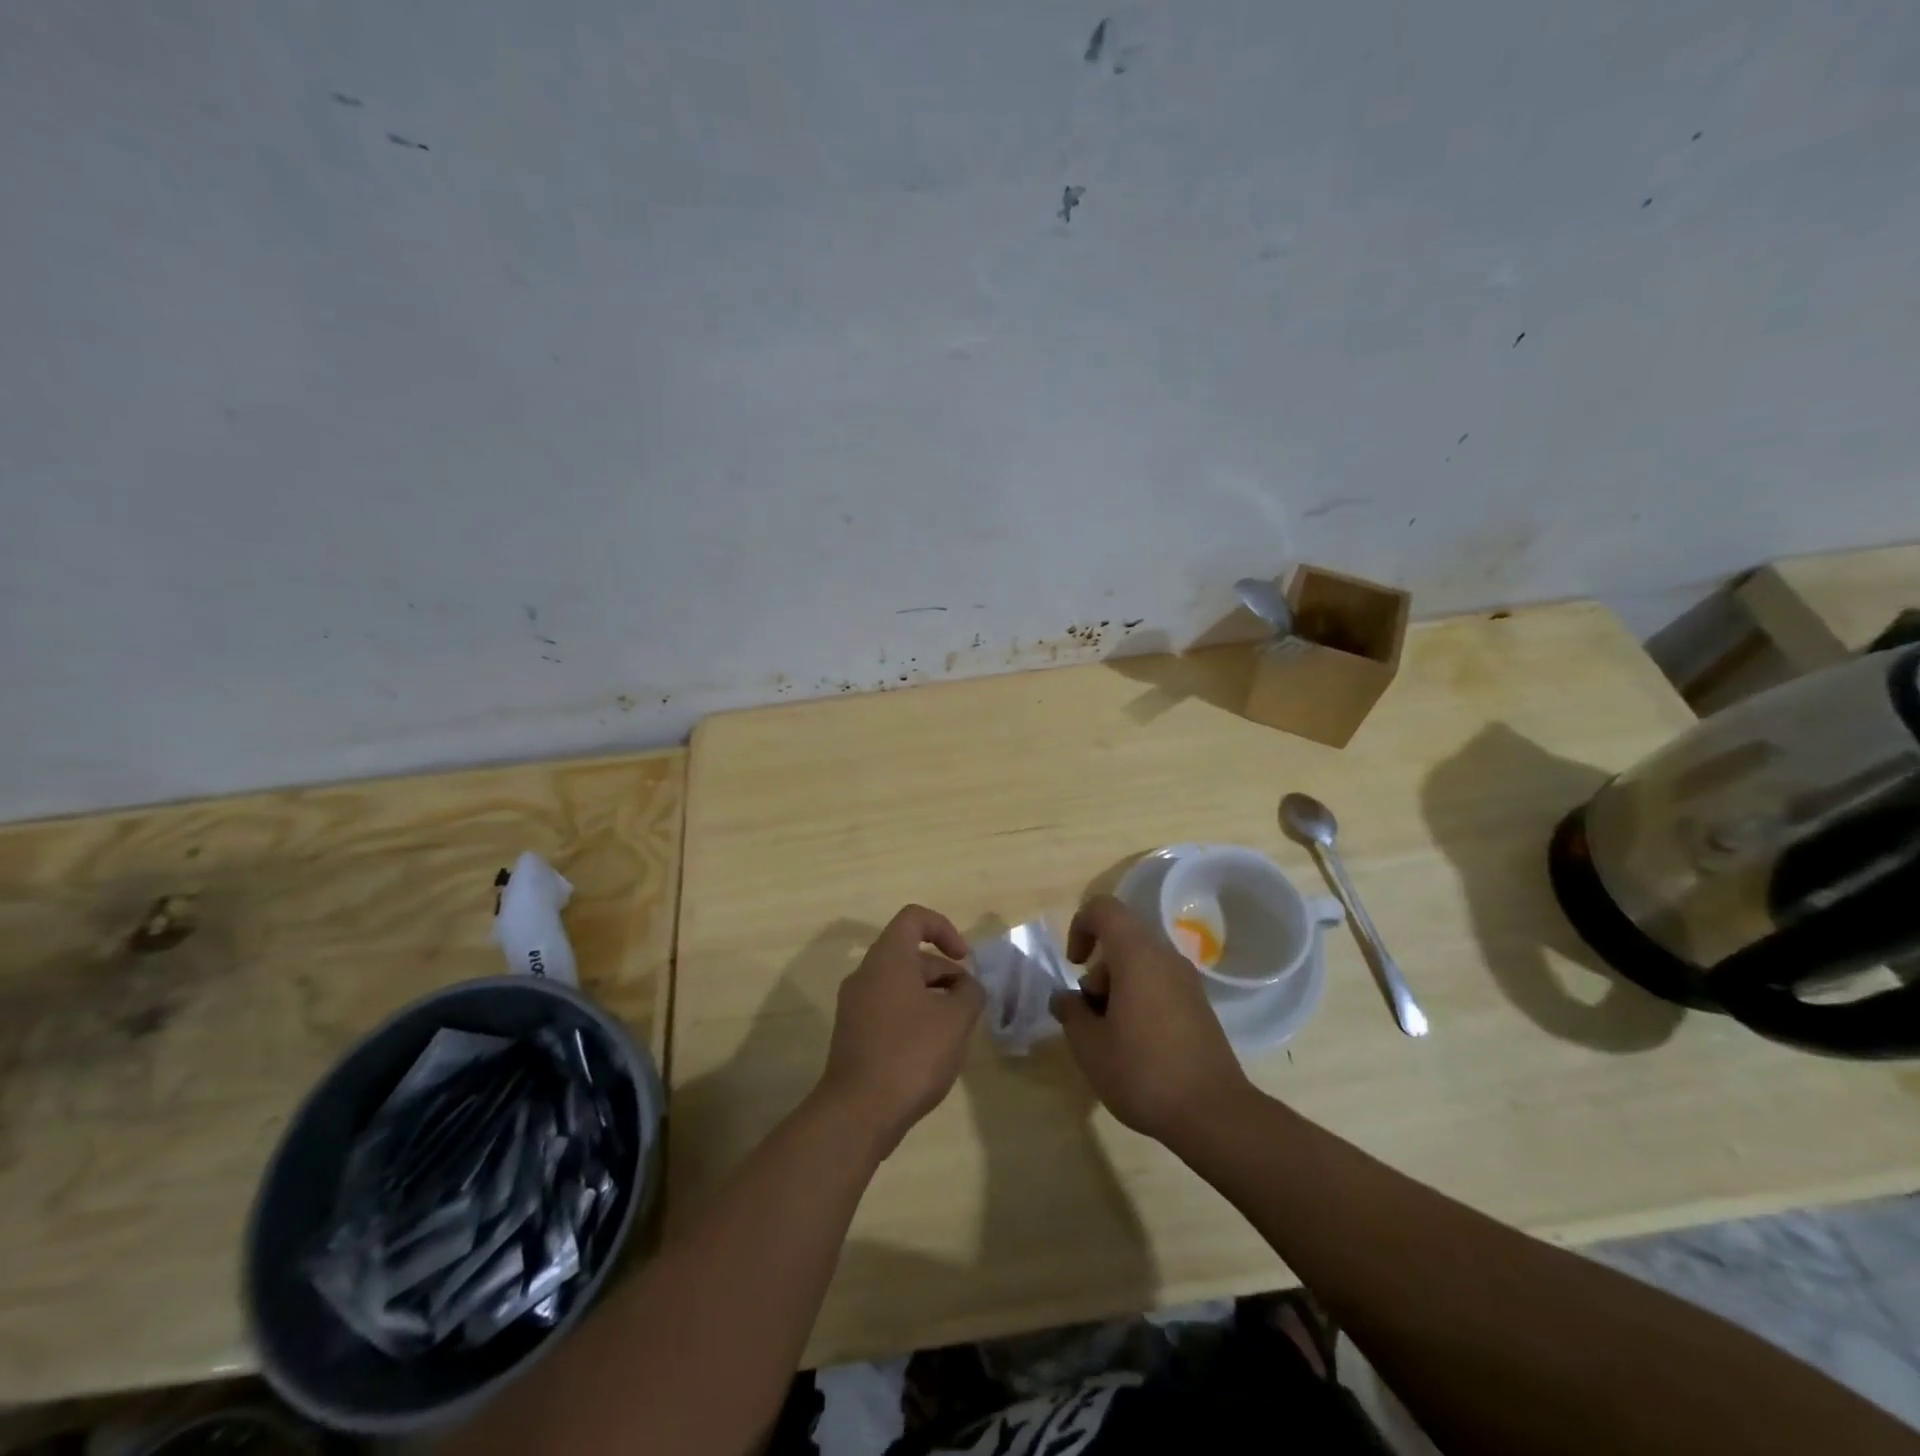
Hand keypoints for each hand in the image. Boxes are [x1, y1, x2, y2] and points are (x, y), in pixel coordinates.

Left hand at [816, 905, 983, 1158]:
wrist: (858, 1113)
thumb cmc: (911, 1054)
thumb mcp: (956, 1019)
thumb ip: (970, 993)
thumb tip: (966, 987)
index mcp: (887, 959)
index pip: (914, 918)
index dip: (944, 928)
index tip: (964, 959)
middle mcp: (865, 974)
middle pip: (909, 954)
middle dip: (944, 972)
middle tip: (967, 1004)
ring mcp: (854, 1005)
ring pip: (899, 984)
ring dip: (930, 996)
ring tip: (954, 1030)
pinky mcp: (852, 1034)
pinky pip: (887, 1009)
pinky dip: (912, 1016)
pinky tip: (930, 1050)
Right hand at [1049, 894, 1252, 1146]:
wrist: (1215, 1115)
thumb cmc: (1143, 1072)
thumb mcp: (1089, 1046)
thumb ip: (1071, 1012)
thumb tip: (1065, 998)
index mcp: (1137, 955)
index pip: (1104, 908)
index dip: (1080, 926)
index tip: (1073, 966)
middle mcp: (1165, 958)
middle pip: (1121, 940)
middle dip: (1097, 971)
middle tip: (1091, 1016)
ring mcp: (1187, 982)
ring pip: (1140, 965)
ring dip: (1117, 988)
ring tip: (1111, 1037)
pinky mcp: (1200, 1007)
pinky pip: (1160, 985)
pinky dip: (1140, 1001)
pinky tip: (1136, 1046)